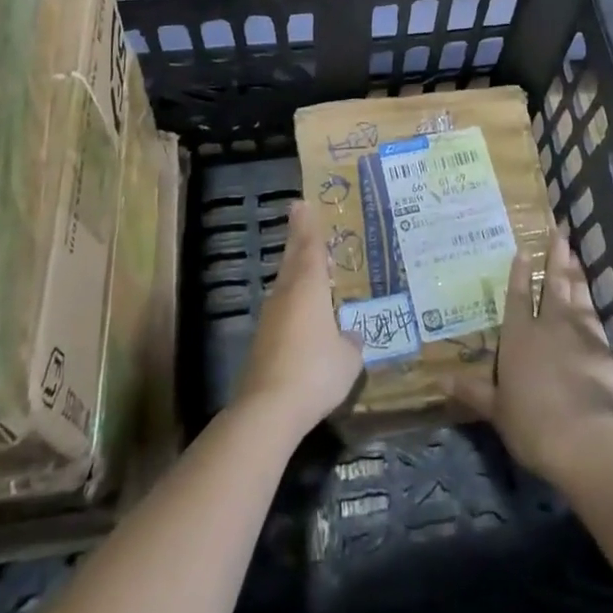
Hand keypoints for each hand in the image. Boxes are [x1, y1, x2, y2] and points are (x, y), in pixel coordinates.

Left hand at [235, 200, 364, 437]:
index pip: (310, 247)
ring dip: (295, 271)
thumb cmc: (315, 371)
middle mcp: (286, 294)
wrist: (268, 409)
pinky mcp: (262, 342)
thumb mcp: (347, 359)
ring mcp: (270, 318)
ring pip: (284, 284)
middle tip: (300, 220)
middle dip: (297, 239)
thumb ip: (350, 342)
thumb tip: (349, 336)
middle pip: (292, 260)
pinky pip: (282, 309)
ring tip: (309, 266)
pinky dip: (292, 300)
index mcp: (309, 287)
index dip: (308, 226)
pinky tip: (302, 313)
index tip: (301, 203)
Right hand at [446, 229, 612, 483]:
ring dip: (577, 277)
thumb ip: (472, 391)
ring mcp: (582, 336)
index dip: (520, 272)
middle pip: (554, 284)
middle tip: (560, 233)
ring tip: (576, 257)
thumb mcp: (495, 409)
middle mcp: (551, 326)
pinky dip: (595, 315)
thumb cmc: (530, 422)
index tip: (524, 249)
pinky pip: (599, 327)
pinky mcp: (607, 354)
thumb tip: (439, 381)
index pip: (518, 295)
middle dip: (556, 258)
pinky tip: (596, 312)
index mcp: (519, 335)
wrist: (585, 440)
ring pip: (579, 298)